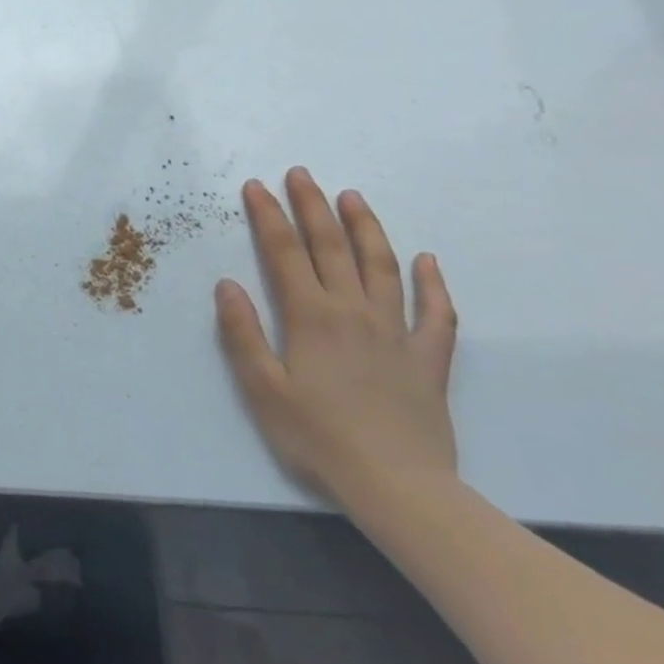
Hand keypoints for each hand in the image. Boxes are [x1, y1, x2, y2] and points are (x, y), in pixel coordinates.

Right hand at [214, 168, 459, 512]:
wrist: (400, 489)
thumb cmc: (318, 438)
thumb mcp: (262, 388)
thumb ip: (242, 333)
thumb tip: (227, 284)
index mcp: (311, 317)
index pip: (284, 252)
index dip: (268, 216)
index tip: (256, 187)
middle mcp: (353, 312)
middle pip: (332, 247)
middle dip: (312, 207)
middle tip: (301, 174)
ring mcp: (396, 333)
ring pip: (382, 267)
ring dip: (365, 228)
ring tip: (352, 198)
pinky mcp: (428, 360)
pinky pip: (436, 314)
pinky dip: (432, 284)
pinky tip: (427, 262)